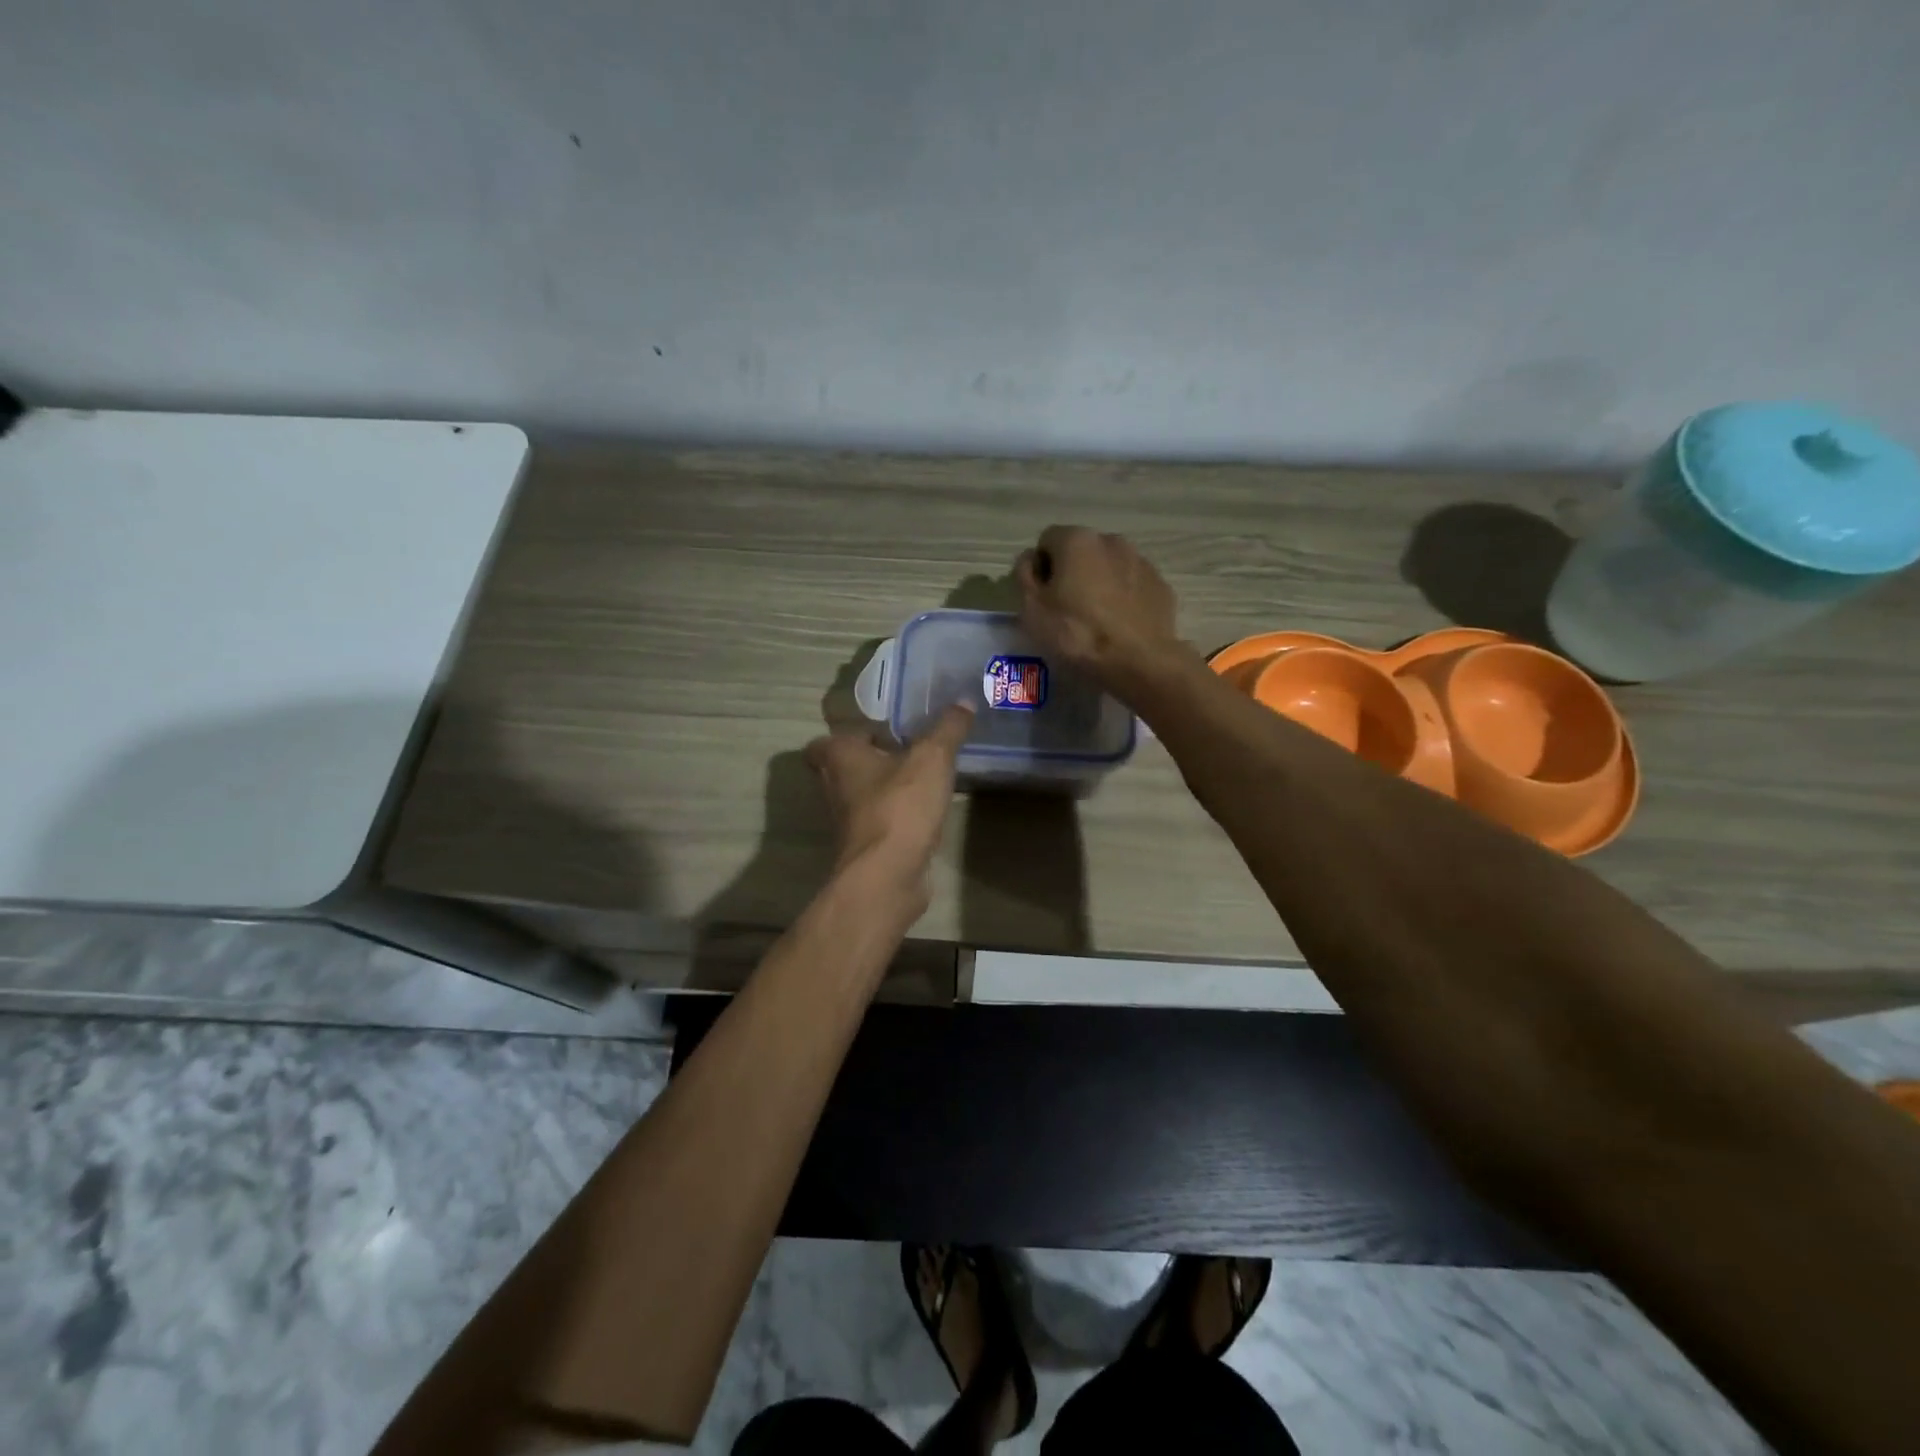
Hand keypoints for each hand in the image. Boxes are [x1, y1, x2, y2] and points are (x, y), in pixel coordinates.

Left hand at [804, 705, 972, 911]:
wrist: (888, 874)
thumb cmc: (900, 805)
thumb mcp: (932, 758)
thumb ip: (948, 729)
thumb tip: (964, 700)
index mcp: (840, 758)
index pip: (826, 741)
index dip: (848, 735)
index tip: (879, 732)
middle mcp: (835, 788)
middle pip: (844, 768)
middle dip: (871, 759)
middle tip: (905, 750)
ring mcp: (849, 821)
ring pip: (862, 796)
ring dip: (885, 788)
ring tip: (921, 777)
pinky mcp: (867, 847)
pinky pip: (880, 822)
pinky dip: (897, 815)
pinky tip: (925, 810)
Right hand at [1015, 526, 1181, 693]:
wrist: (1139, 661)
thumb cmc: (1077, 634)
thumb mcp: (1032, 609)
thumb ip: (1024, 576)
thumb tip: (1030, 559)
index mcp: (1077, 540)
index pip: (1047, 541)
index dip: (1040, 568)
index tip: (1042, 598)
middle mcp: (1112, 540)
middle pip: (1081, 551)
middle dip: (1071, 572)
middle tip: (1067, 610)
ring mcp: (1141, 561)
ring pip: (1109, 566)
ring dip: (1098, 583)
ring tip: (1096, 619)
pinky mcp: (1160, 585)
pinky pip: (1132, 585)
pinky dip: (1123, 597)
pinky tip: (1119, 624)